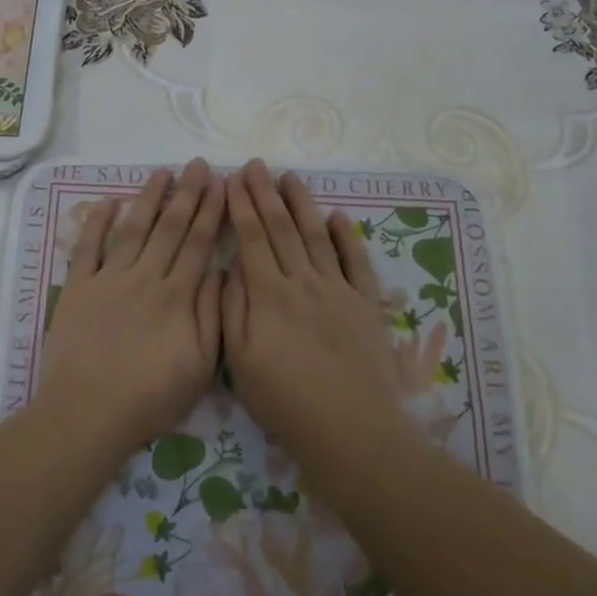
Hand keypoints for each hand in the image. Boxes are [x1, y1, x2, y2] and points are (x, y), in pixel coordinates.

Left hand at [38, 159, 224, 456]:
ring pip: (133, 229)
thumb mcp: (199, 365)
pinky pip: (87, 248)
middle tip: (198, 164)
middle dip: (187, 194)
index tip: (221, 184)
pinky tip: (107, 201)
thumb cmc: (150, 397)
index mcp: (177, 296)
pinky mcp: (78, 288)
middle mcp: (145, 277)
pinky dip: (96, 222)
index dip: (211, 211)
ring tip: (162, 172)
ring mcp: (108, 279)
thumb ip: (211, 314)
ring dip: (148, 198)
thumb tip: (219, 270)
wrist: (88, 412)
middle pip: (169, 228)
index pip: (198, 243)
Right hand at [221, 160, 404, 464]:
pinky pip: (356, 262)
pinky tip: (338, 217)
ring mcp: (339, 291)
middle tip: (256, 164)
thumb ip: (233, 309)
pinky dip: (347, 237)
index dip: (241, 206)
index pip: (252, 239)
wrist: (351, 431)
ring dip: (302, 204)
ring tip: (291, 177)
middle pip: (282, 229)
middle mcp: (304, 283)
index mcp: (269, 296)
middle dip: (266, 194)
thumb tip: (230, 267)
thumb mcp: (241, 361)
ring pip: (317, 237)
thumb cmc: (286, 401)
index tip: (232, 179)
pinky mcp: (366, 305)